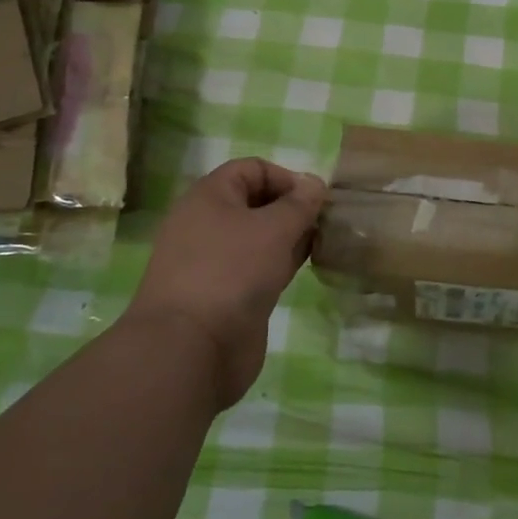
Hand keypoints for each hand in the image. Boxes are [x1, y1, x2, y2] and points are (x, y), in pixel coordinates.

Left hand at [128, 158, 325, 408]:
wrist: (192, 349)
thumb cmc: (232, 272)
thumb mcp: (275, 228)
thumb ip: (300, 203)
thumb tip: (315, 183)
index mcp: (209, 197)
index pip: (252, 169)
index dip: (286, 176)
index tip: (315, 198)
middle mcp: (207, 224)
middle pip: (256, 202)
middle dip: (292, 208)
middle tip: (325, 220)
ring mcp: (215, 262)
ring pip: (259, 237)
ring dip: (290, 237)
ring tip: (323, 241)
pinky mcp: (225, 294)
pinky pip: (258, 267)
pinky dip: (281, 263)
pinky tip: (306, 266)